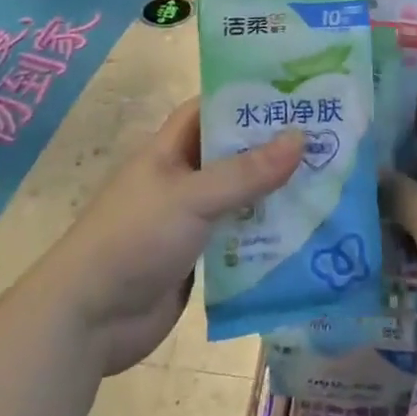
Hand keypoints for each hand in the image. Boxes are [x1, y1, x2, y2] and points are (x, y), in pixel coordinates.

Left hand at [50, 98, 303, 374]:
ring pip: (240, 196)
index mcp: (170, 150)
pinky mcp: (198, 257)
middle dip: (273, 147)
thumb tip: (301, 137)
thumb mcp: (193, 197)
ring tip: (328, 180)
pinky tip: (305, 231)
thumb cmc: (135, 238)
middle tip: (326, 137)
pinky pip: (239, 236)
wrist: (88, 320)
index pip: (212, 109)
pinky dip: (266, 232)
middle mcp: (182, 178)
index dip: (247, 98)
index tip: (293, 94)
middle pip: (233, 153)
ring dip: (274, 192)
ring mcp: (190, 219)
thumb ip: (248, 171)